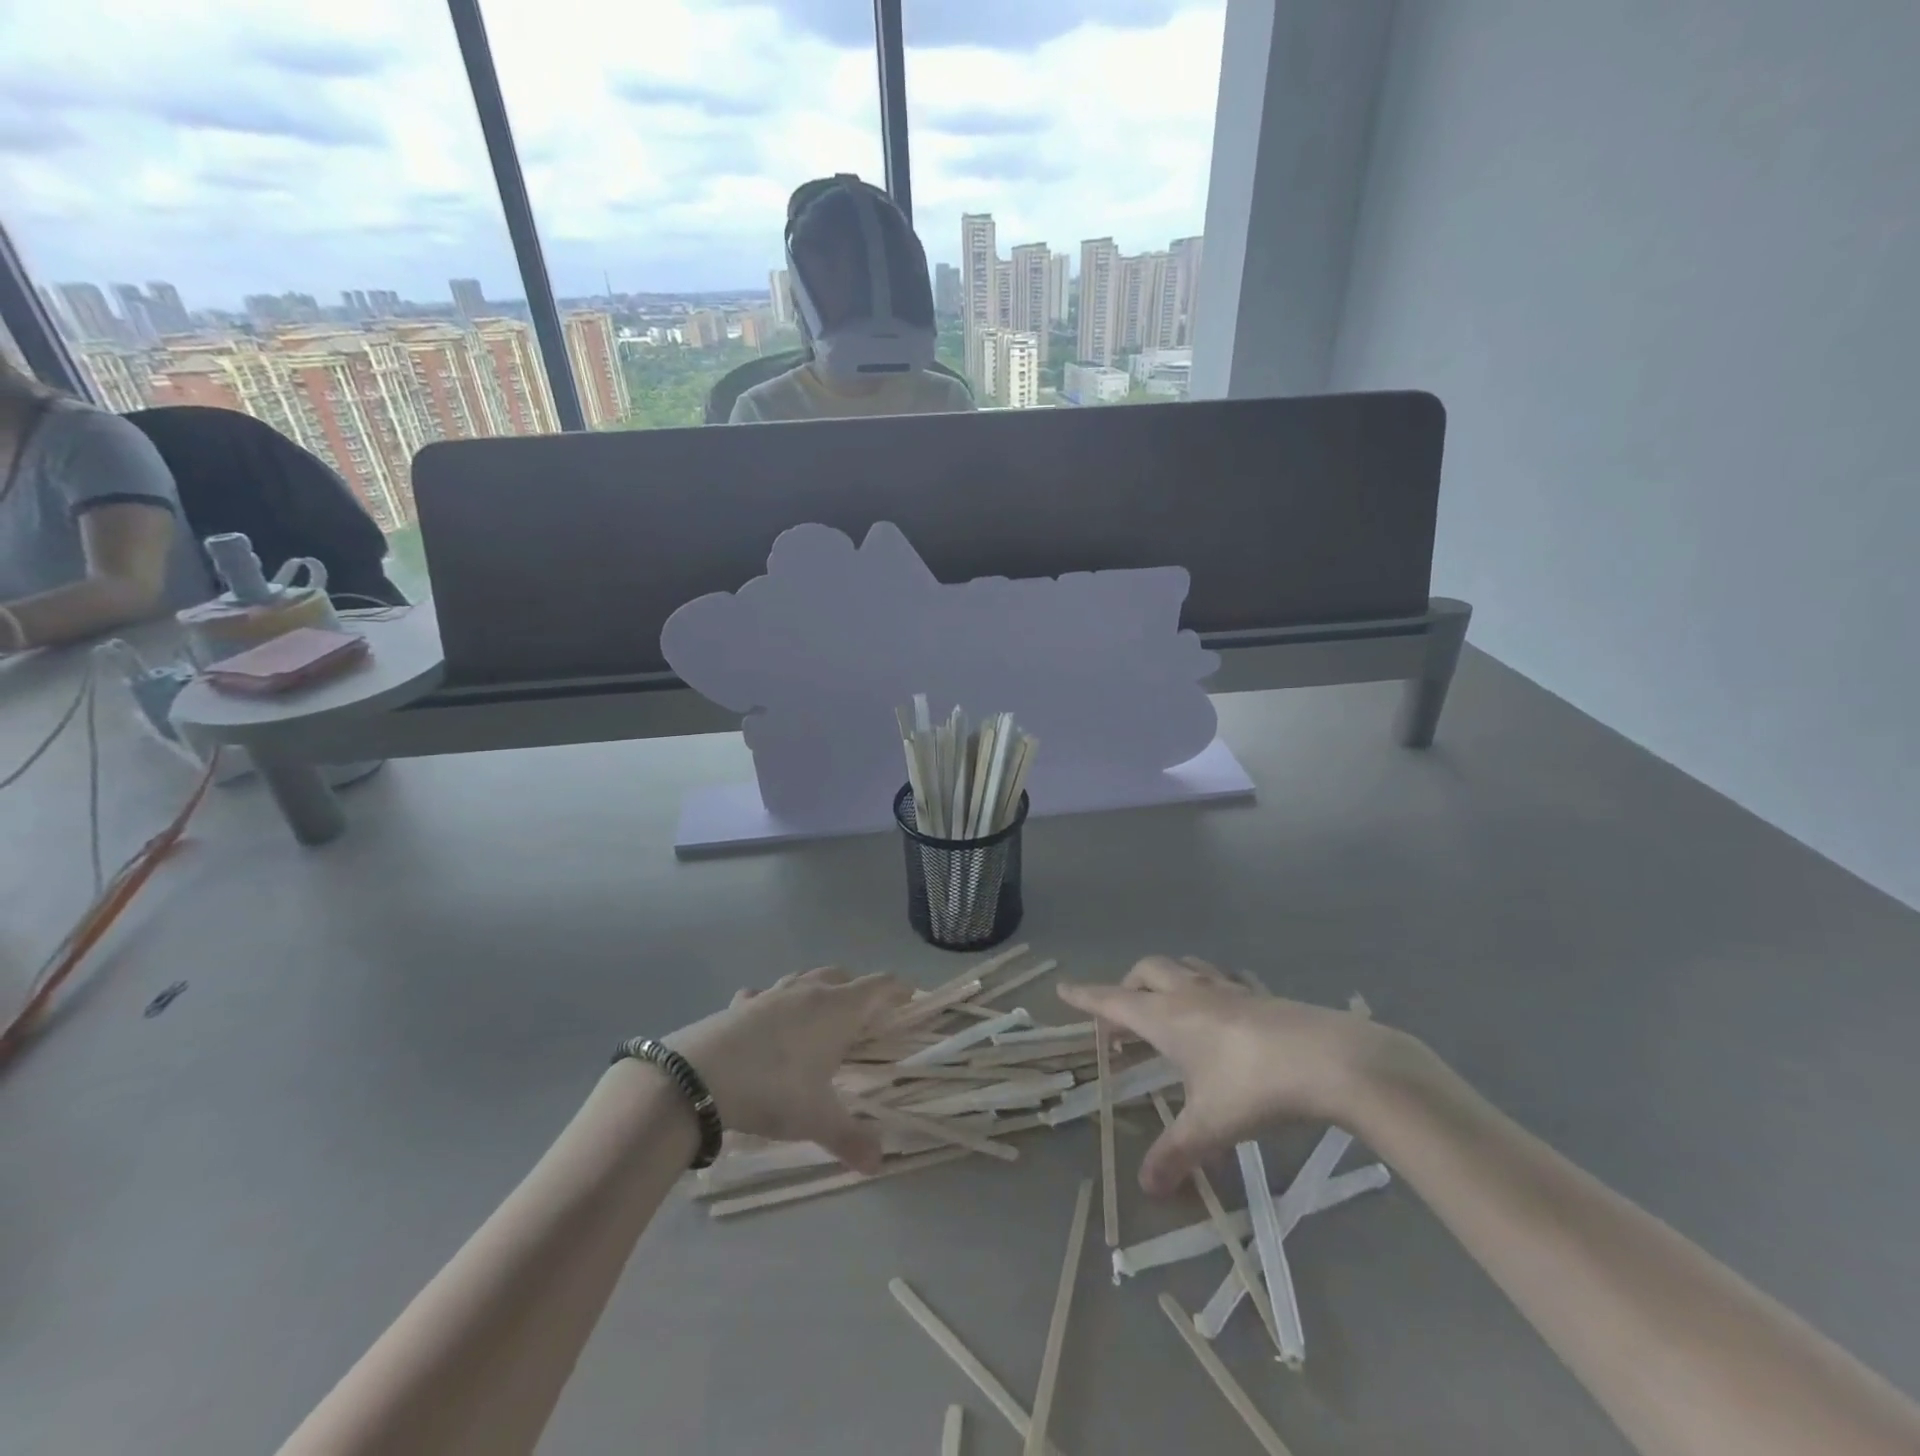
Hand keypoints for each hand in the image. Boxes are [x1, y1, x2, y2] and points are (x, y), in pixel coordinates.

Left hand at [666, 968, 910, 1174]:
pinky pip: (764, 995)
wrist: (698, 1078)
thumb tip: (879, 1164)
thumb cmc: (772, 1089)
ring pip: (805, 978)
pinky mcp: (740, 1004)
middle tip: (866, 1017)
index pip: (879, 985)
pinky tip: (766, 1021)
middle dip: (858, 990)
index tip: (911, 998)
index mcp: (837, 1009)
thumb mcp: (816, 1119)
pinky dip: (773, 1003)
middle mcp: (808, 991)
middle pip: (843, 975)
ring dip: (818, 989)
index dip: (898, 989)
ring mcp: (771, 993)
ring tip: (820, 1015)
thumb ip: (851, 1138)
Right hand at [1059, 955, 1418, 1195]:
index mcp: (1166, 1017)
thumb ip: (1175, 1153)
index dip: (1086, 997)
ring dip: (1166, 980)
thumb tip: (1146, 1187)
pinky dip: (1209, 987)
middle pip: (1145, 972)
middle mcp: (1190, 993)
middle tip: (1122, 1020)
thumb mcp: (1210, 1125)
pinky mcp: (1259, 994)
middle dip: (1126, 987)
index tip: (1063, 989)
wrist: (1330, 1059)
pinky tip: (1223, 1010)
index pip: (1113, 1001)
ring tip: (1167, 1007)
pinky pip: (1222, 979)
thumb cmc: (1254, 1086)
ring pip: (1184, 967)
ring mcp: (1227, 988)